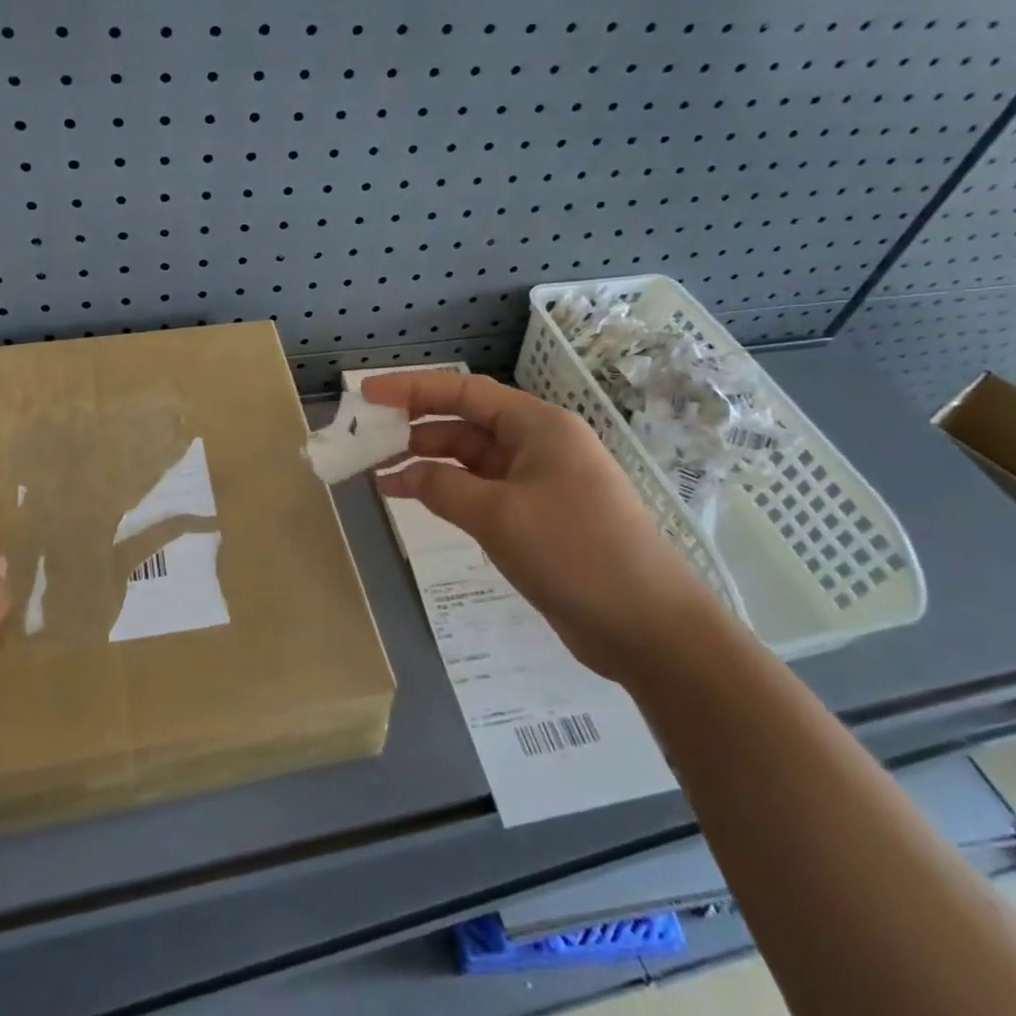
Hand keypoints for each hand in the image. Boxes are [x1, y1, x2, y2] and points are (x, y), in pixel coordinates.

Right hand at [360, 371, 720, 680]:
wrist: (649, 626)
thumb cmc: (575, 553)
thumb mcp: (499, 515)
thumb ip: (443, 487)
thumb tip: (403, 475)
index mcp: (538, 426)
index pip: (464, 392)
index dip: (412, 388)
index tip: (367, 393)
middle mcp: (539, 445)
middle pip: (466, 424)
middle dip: (415, 429)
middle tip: (366, 440)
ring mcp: (541, 483)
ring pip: (472, 460)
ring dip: (428, 464)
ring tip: (380, 476)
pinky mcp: (539, 518)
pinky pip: (483, 492)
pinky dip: (449, 493)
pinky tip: (417, 501)